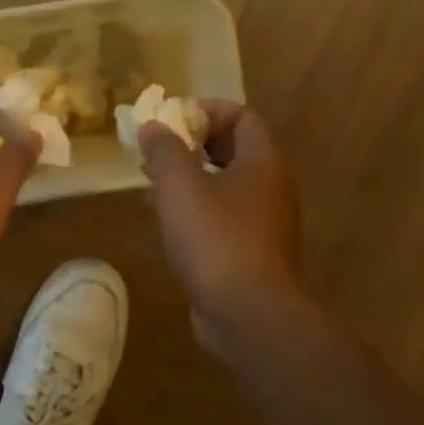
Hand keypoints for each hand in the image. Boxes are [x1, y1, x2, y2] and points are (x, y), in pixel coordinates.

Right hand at [139, 102, 303, 324]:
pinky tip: (167, 222)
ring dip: (190, 178)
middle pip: (234, 149)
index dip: (207, 111)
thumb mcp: (180, 185)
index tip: (171, 121)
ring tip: (152, 186)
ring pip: (226, 185)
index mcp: (262, 162)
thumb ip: (164, 150)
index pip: (242, 116)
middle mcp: (270, 187)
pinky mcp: (251, 252)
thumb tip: (153, 126)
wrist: (249, 313)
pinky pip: (223, 216)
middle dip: (192, 145)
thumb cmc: (216, 238)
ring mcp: (264, 222)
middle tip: (157, 152)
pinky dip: (196, 209)